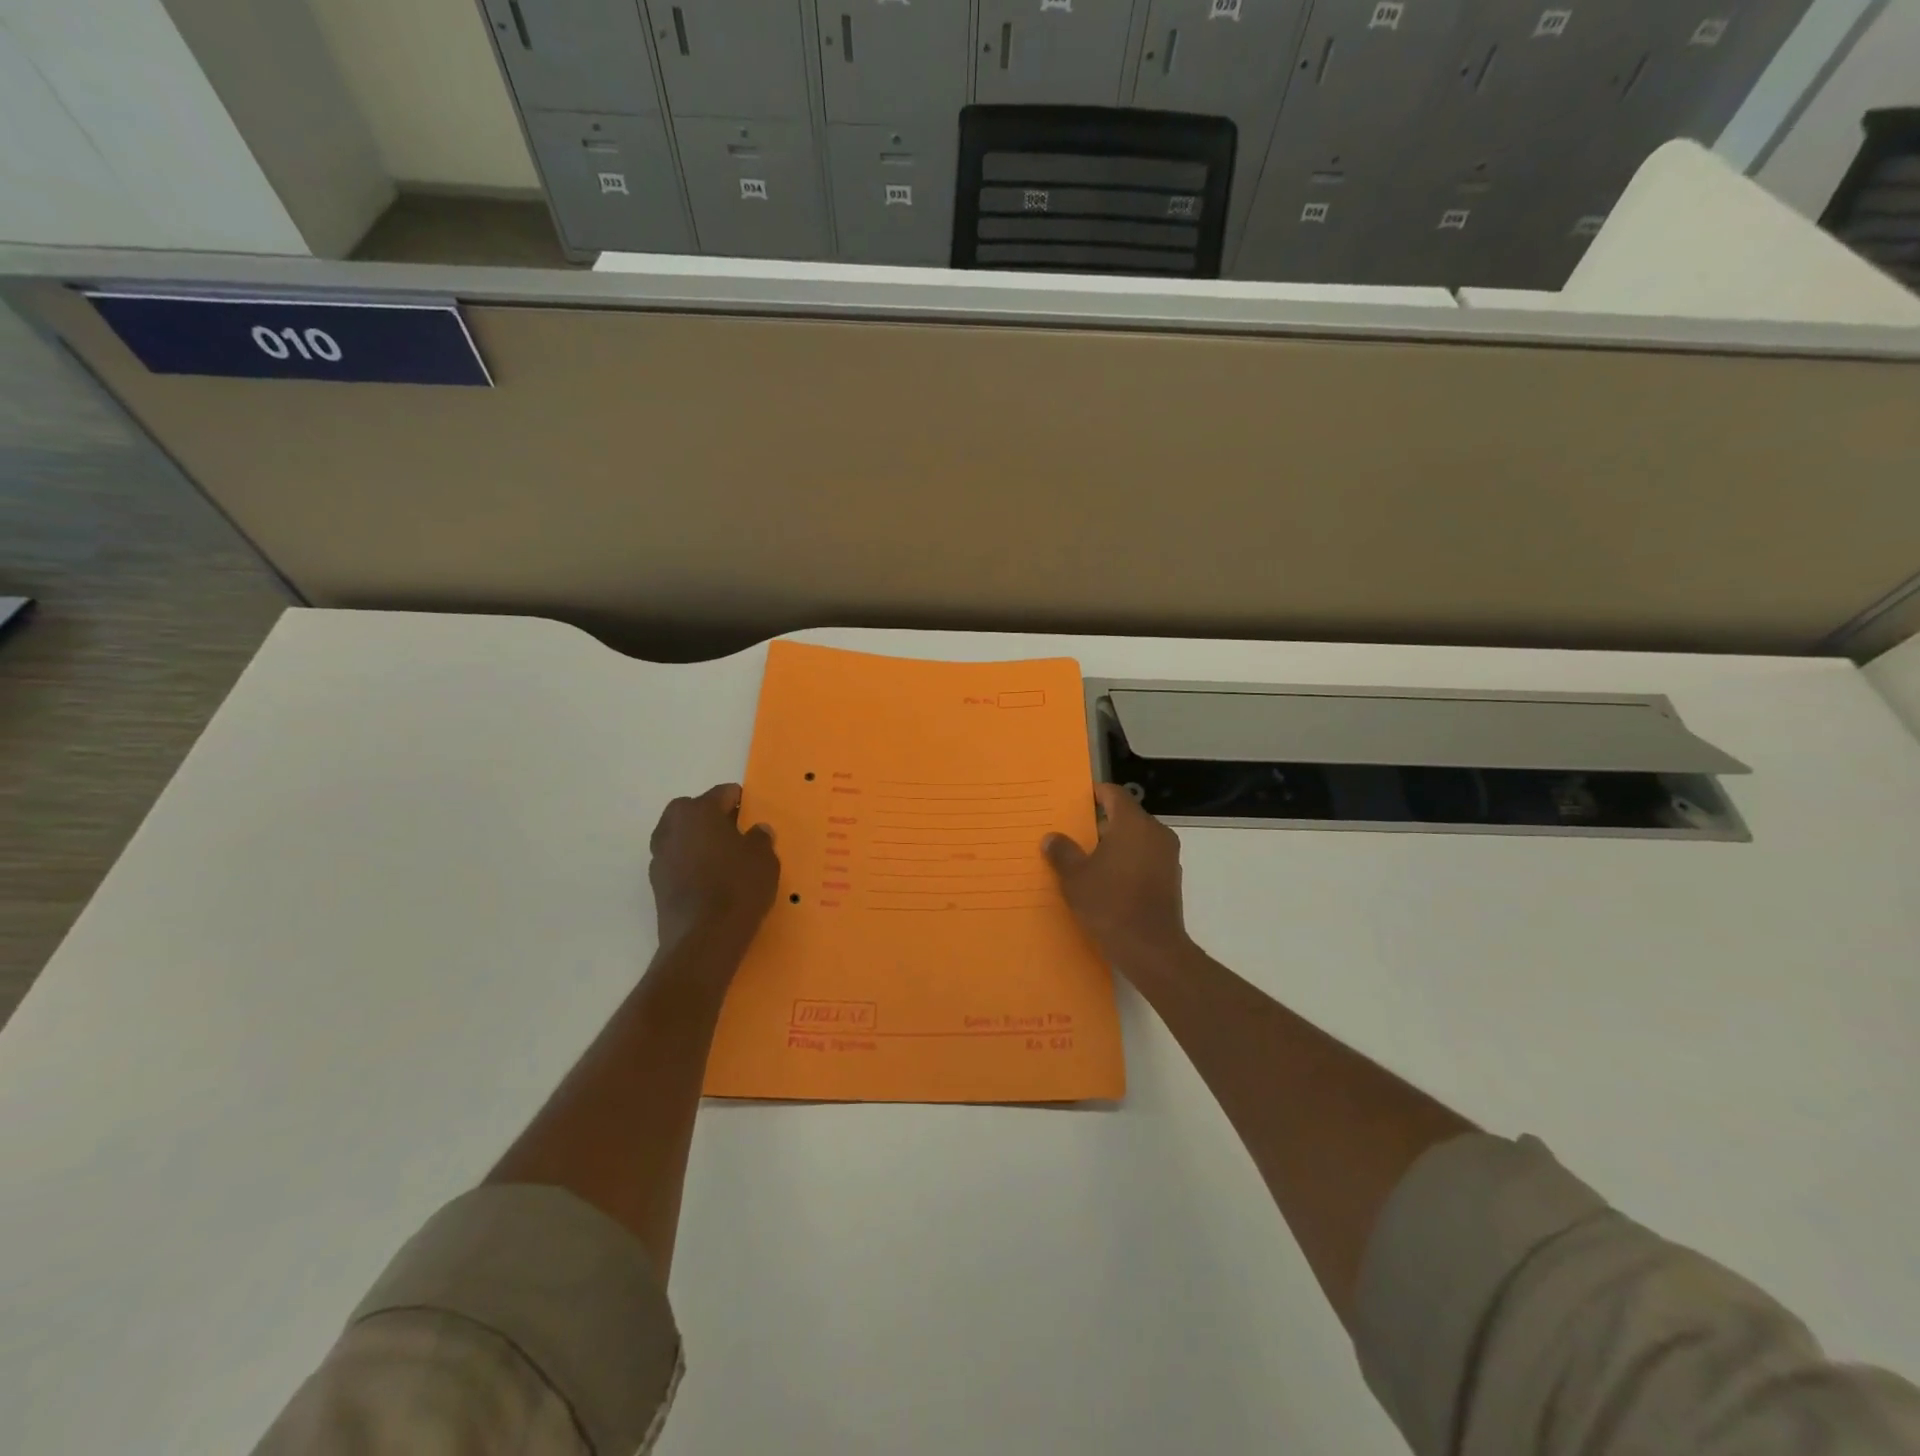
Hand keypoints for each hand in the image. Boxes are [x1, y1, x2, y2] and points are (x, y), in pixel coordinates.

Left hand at [648, 784, 779, 956]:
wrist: (704, 939)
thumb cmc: (738, 887)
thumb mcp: (764, 858)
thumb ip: (760, 838)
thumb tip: (756, 831)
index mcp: (697, 810)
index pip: (724, 793)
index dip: (743, 803)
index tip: (756, 819)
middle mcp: (672, 826)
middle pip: (697, 811)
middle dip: (716, 820)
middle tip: (740, 838)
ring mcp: (659, 856)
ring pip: (685, 838)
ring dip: (702, 843)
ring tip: (727, 863)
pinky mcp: (656, 884)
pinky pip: (679, 863)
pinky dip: (693, 866)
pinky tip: (712, 884)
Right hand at [1043, 784, 1191, 969]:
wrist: (1151, 949)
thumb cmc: (1110, 904)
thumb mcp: (1075, 877)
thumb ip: (1062, 852)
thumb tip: (1052, 838)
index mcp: (1133, 823)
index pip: (1113, 793)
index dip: (1093, 794)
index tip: (1075, 802)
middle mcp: (1156, 833)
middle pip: (1126, 816)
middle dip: (1100, 823)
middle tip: (1074, 834)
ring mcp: (1167, 856)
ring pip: (1136, 839)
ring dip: (1114, 845)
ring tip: (1087, 860)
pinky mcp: (1171, 879)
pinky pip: (1145, 859)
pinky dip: (1127, 862)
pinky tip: (1108, 881)